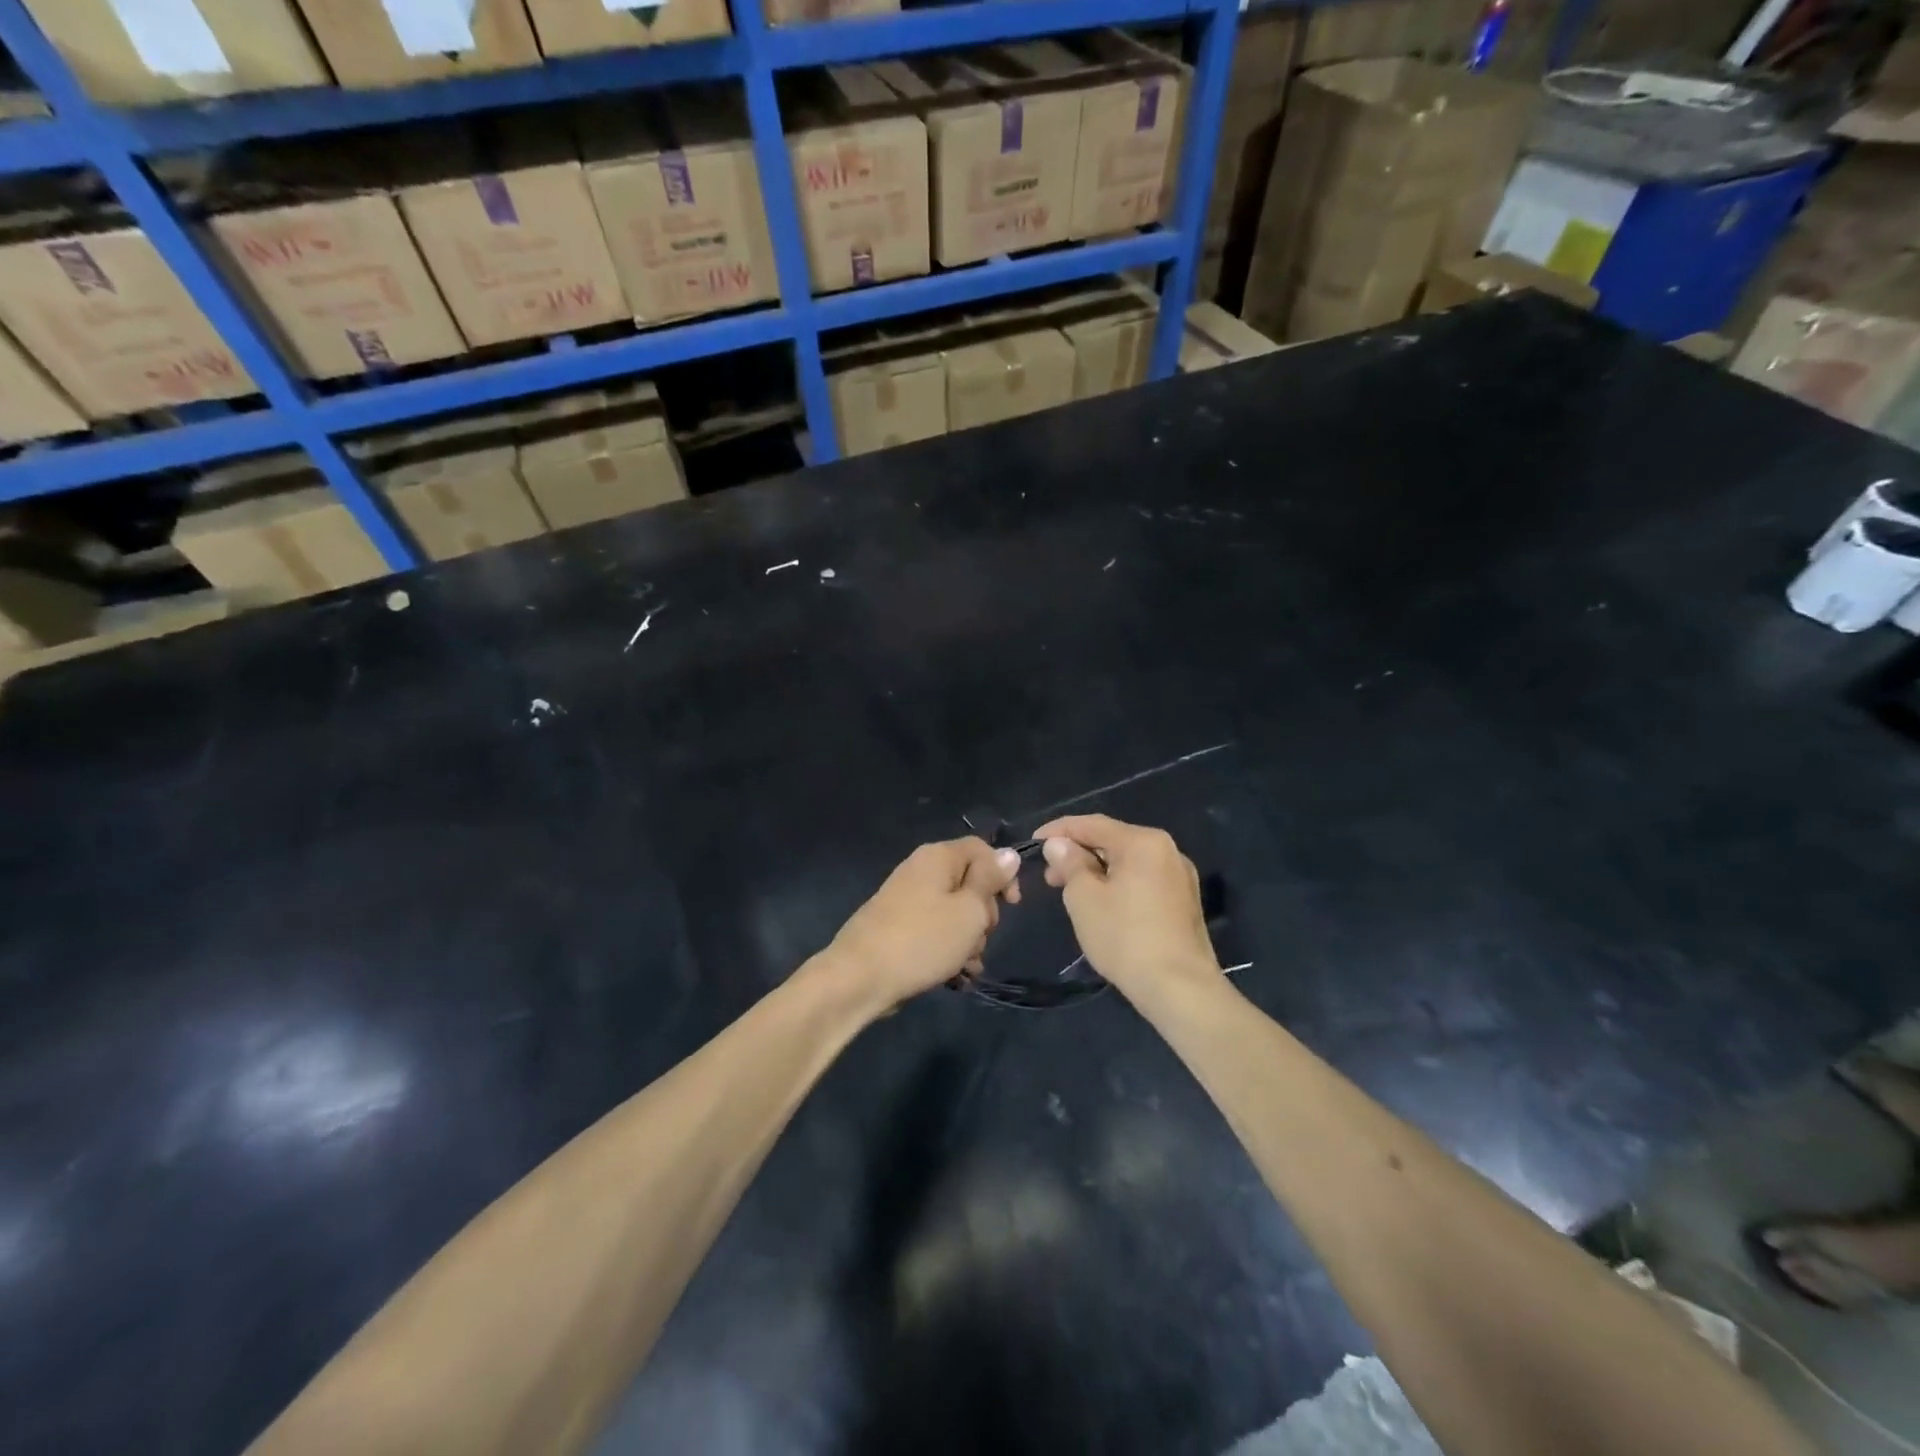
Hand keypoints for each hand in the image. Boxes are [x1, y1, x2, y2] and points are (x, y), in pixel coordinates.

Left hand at [823, 838, 1021, 1015]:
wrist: (859, 978)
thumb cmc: (923, 940)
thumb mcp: (969, 911)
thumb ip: (990, 880)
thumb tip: (1009, 854)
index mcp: (938, 857)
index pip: (982, 849)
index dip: (1003, 873)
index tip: (1013, 905)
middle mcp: (921, 870)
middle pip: (969, 883)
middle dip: (984, 914)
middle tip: (980, 937)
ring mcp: (907, 899)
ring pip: (955, 912)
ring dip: (969, 938)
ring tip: (966, 965)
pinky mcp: (899, 926)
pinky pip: (935, 930)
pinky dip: (949, 949)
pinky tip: (956, 975)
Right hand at [1035, 814, 1220, 1003]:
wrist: (1179, 988)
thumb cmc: (1125, 937)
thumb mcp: (1084, 897)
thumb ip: (1069, 863)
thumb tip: (1058, 844)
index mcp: (1143, 841)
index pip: (1092, 824)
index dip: (1059, 830)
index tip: (1033, 842)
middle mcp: (1167, 850)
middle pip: (1113, 841)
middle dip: (1078, 854)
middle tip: (1050, 876)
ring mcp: (1180, 877)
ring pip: (1128, 862)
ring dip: (1097, 871)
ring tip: (1071, 892)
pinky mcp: (1184, 902)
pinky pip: (1143, 880)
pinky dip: (1118, 884)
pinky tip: (1102, 905)